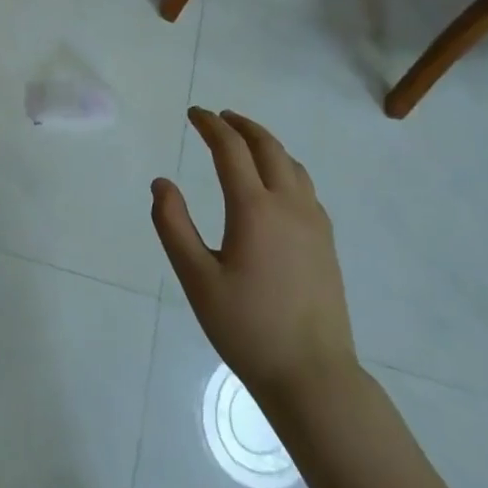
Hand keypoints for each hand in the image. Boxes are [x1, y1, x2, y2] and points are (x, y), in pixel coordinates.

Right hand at [152, 108, 358, 416]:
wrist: (312, 375)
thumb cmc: (247, 327)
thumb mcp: (196, 278)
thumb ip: (173, 225)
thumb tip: (162, 183)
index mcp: (255, 209)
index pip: (231, 150)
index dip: (211, 126)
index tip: (194, 113)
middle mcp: (289, 205)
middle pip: (268, 147)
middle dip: (241, 125)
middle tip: (218, 117)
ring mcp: (314, 223)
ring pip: (292, 164)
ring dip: (266, 143)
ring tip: (245, 140)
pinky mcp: (326, 242)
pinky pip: (305, 186)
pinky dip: (285, 167)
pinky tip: (275, 183)